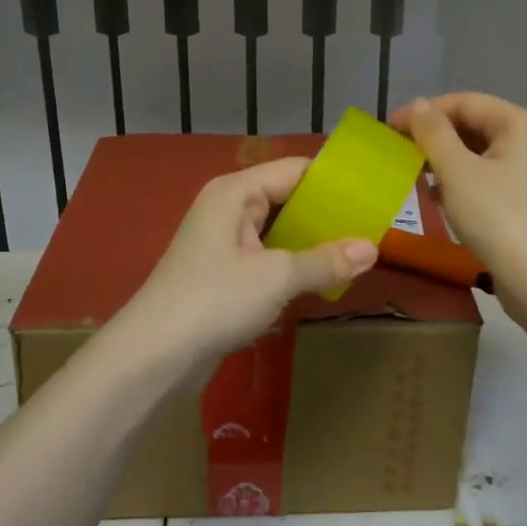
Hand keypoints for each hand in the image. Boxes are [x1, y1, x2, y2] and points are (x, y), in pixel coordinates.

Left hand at [113, 156, 377, 372]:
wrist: (153, 356)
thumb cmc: (214, 301)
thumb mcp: (276, 278)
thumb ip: (325, 260)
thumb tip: (373, 249)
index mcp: (235, 192)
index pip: (296, 169)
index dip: (334, 181)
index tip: (373, 195)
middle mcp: (228, 207)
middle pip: (287, 197)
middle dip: (327, 214)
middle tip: (372, 227)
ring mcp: (223, 240)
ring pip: (278, 229)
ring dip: (312, 241)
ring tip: (356, 252)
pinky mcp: (222, 271)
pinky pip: (267, 255)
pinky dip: (293, 262)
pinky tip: (320, 277)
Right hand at [391, 94, 526, 296]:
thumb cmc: (498, 217)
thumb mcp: (458, 171)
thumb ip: (433, 134)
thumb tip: (416, 105)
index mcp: (518, 124)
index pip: (465, 101)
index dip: (425, 111)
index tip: (389, 129)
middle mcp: (526, 140)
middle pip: (471, 124)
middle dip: (433, 135)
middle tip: (397, 151)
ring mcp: (525, 171)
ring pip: (474, 152)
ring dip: (441, 159)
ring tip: (410, 172)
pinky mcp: (518, 199)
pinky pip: (480, 177)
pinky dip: (455, 181)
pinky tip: (432, 197)